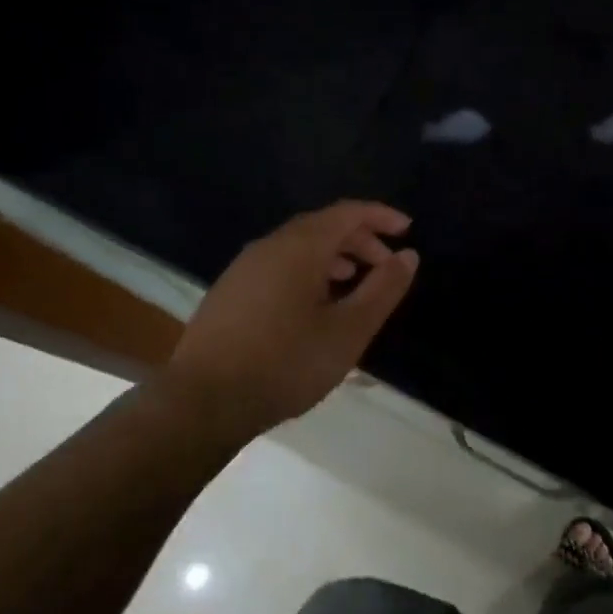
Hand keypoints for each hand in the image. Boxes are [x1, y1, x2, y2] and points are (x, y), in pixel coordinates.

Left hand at [163, 201, 419, 438]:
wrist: (204, 400)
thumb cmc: (286, 363)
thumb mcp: (348, 331)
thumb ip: (383, 289)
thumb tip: (408, 256)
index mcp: (300, 247)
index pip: (347, 213)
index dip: (380, 216)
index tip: (407, 230)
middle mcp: (269, 246)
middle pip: (322, 226)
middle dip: (359, 239)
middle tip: (386, 266)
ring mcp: (244, 268)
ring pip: (298, 246)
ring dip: (333, 256)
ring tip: (354, 282)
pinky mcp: (230, 291)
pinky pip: (278, 265)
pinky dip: (307, 271)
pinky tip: (313, 305)